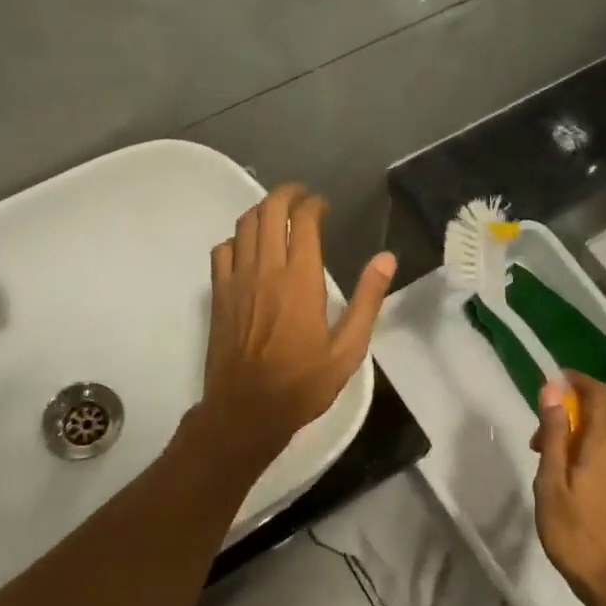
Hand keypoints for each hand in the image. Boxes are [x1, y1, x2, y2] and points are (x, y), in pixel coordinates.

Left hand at [197, 183, 395, 464]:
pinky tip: (248, 249)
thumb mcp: (348, 349)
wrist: (246, 410)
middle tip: (301, 196)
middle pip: (270, 210)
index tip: (324, 206)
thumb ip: (367, 300)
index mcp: (301, 279)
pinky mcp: (218, 294)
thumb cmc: (302, 383)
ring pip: (244, 225)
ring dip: (262, 210)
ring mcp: (237, 280)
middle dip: (287, 194)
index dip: (314, 204)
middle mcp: (266, 269)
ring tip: (277, 214)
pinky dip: (237, 239)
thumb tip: (386, 259)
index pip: (304, 221)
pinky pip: (222, 250)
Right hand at [532, 372, 605, 605]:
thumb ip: (554, 434)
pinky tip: (573, 486)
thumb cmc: (577, 533)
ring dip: (577, 438)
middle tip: (538, 441)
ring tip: (550, 467)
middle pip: (599, 415)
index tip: (551, 383)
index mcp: (604, 443)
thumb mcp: (552, 482)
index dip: (575, 380)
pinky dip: (590, 456)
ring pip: (605, 439)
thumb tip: (553, 389)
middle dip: (569, 415)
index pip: (597, 392)